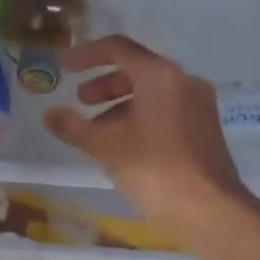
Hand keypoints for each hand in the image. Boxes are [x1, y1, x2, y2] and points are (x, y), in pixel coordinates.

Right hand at [42, 35, 257, 244]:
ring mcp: (199, 105)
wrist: (211, 211)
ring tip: (97, 131)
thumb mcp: (105, 147)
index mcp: (160, 75)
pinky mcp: (205, 128)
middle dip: (104, 83)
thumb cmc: (154, 169)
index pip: (117, 48)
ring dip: (120, 104)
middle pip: (136, 69)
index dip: (85, 55)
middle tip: (80, 100)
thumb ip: (73, 126)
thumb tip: (48, 113)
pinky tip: (124, 146)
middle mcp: (183, 81)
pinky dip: (140, 117)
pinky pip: (166, 110)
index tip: (62, 66)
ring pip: (152, 92)